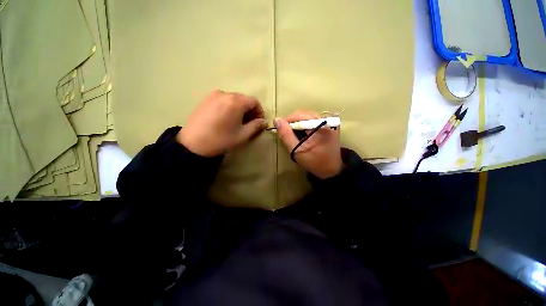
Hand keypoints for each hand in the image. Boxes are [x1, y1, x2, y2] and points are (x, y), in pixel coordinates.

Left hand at [177, 90, 266, 156]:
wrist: (193, 144)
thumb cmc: (221, 139)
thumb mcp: (243, 135)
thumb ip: (256, 126)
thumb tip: (264, 121)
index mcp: (236, 101)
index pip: (254, 101)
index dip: (260, 112)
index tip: (259, 122)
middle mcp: (225, 94)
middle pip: (244, 99)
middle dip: (250, 111)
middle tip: (250, 123)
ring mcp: (213, 95)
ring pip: (233, 99)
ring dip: (240, 109)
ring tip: (238, 122)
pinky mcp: (206, 99)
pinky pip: (223, 100)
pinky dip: (229, 107)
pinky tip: (226, 119)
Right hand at [275, 111, 342, 178]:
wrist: (331, 170)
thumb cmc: (314, 162)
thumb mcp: (297, 150)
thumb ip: (286, 135)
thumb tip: (277, 120)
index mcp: (320, 125)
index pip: (299, 115)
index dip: (287, 122)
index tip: (282, 131)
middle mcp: (326, 120)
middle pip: (304, 114)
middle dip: (293, 123)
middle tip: (288, 135)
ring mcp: (330, 122)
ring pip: (308, 117)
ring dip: (299, 125)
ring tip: (296, 136)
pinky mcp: (330, 125)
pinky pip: (313, 121)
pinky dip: (306, 126)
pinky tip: (304, 135)